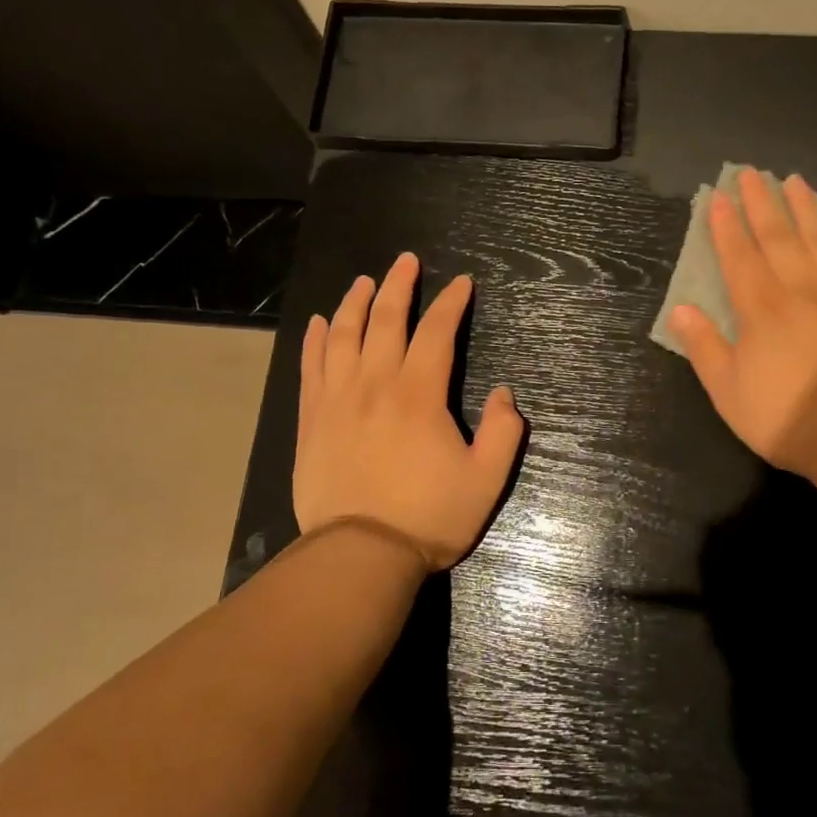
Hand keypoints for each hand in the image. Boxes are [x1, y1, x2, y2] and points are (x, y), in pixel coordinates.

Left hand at [294, 253, 524, 570]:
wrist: (359, 556)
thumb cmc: (428, 517)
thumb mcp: (486, 480)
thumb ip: (505, 432)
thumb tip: (505, 394)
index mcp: (420, 394)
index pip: (436, 332)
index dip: (451, 303)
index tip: (462, 283)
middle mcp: (375, 384)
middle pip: (385, 320)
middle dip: (399, 285)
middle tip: (407, 261)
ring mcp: (337, 399)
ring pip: (343, 335)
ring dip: (355, 302)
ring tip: (364, 281)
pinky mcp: (312, 420)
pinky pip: (310, 367)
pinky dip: (314, 339)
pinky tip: (318, 322)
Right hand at [671, 168, 816, 477]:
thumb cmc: (787, 417)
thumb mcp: (729, 391)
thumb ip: (705, 347)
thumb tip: (682, 309)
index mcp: (760, 310)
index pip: (739, 257)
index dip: (726, 226)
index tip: (718, 197)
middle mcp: (800, 290)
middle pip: (778, 237)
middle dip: (761, 203)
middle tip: (751, 173)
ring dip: (804, 208)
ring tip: (794, 181)